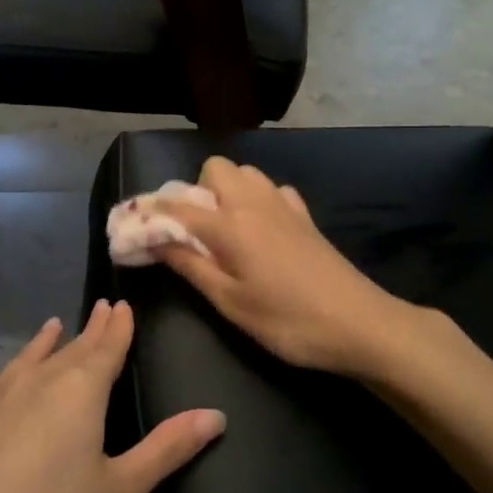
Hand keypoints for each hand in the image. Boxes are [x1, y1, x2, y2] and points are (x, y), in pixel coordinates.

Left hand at [0, 300, 224, 492]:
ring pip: (29, 358)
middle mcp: (38, 378)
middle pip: (72, 346)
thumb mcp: (121, 488)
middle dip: (91, 328)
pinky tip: (4, 381)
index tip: (122, 304)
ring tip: (53, 326)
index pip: (107, 346)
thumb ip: (168, 448)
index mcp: (81, 389)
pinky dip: (10, 371)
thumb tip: (216, 415)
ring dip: (46, 342)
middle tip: (101, 308)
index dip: (119, 326)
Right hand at [151, 157, 420, 378]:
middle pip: (215, 168)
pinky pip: (273, 190)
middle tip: (193, 232)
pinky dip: (258, 200)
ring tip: (224, 230)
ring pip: (246, 174)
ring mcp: (284, 205)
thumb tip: (153, 241)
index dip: (150, 215)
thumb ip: (190, 266)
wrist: (360, 324)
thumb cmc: (288, 321)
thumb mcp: (230, 303)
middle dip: (195, 191)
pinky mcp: (306, 217)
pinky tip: (261, 231)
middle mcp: (254, 202)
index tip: (133, 230)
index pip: (177, 206)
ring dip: (226, 191)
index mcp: (230, 224)